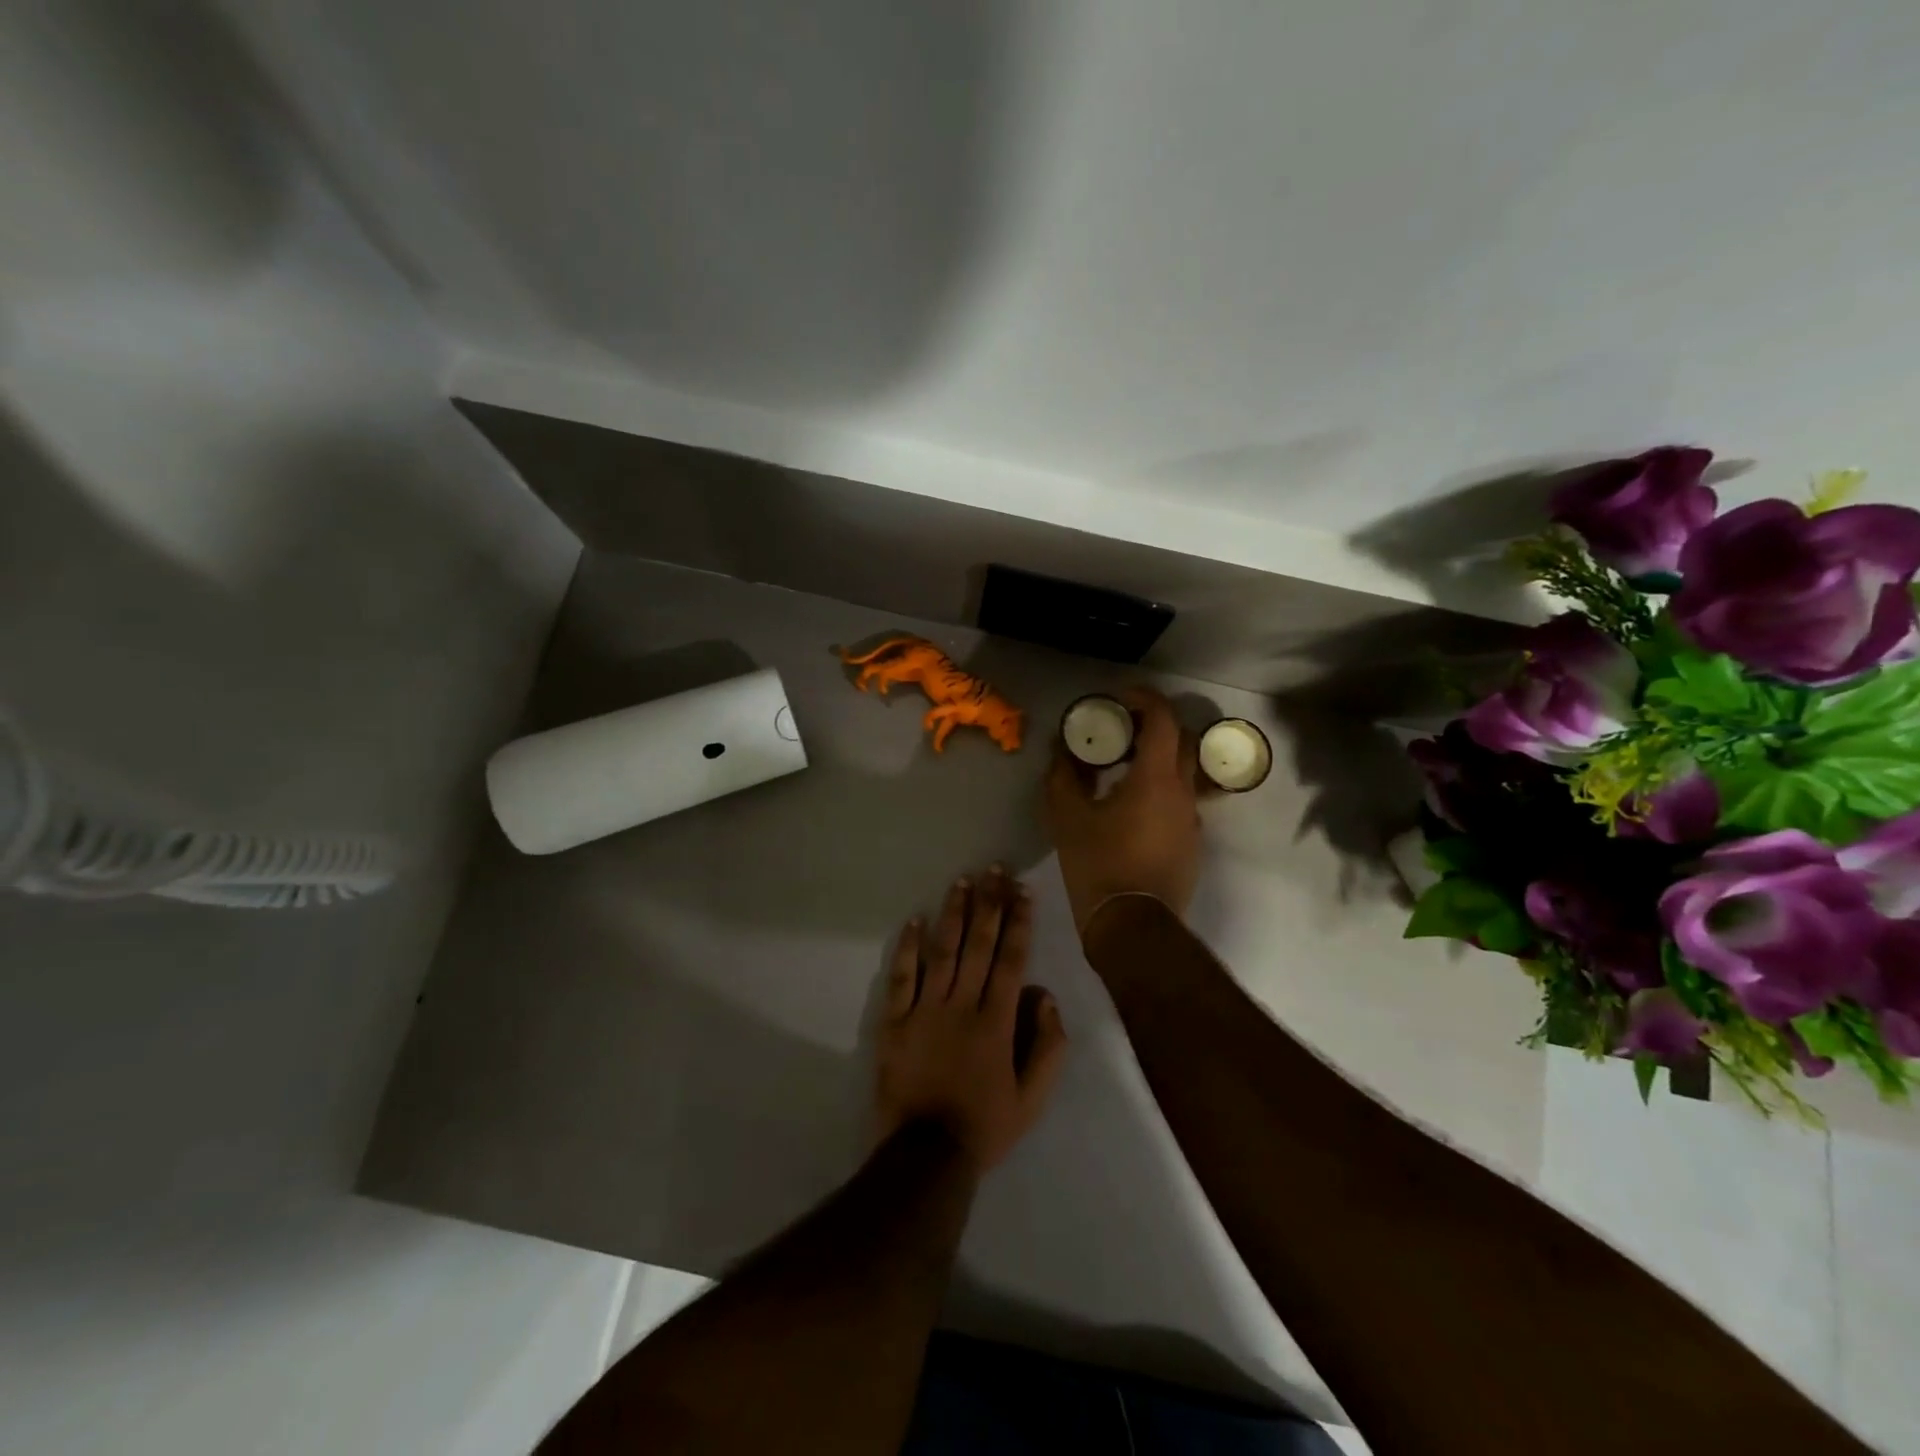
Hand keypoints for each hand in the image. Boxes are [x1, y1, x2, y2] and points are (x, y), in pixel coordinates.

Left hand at [875, 868, 1067, 1171]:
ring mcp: (925, 1009)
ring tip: (962, 881)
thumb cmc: (985, 1126)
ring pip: (942, 951)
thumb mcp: (1033, 1098)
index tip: (1023, 892)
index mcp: (996, 1021)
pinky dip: (908, 947)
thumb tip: (1045, 996)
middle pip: (978, 945)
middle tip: (994, 870)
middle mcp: (962, 1004)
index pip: (1011, 960)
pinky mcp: (895, 1021)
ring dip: (953, 914)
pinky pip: (902, 977)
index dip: (1018, 923)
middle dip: (989, 904)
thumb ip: (1047, 1046)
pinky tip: (914, 920)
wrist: (925, 1156)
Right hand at [1044, 686, 1201, 935]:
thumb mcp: (1067, 816)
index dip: (1143, 699)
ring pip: (1184, 772)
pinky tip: (1132, 808)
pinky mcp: (1192, 843)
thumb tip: (1062, 750)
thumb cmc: (1098, 865)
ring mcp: (1193, 819)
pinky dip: (1161, 789)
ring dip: (1158, 760)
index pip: (1163, 718)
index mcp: (1156, 778)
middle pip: (1181, 740)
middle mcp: (1184, 791)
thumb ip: (1064, 775)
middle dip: (1153, 726)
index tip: (1118, 700)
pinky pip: (1181, 800)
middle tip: (1120, 732)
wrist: (1132, 926)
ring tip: (1123, 770)